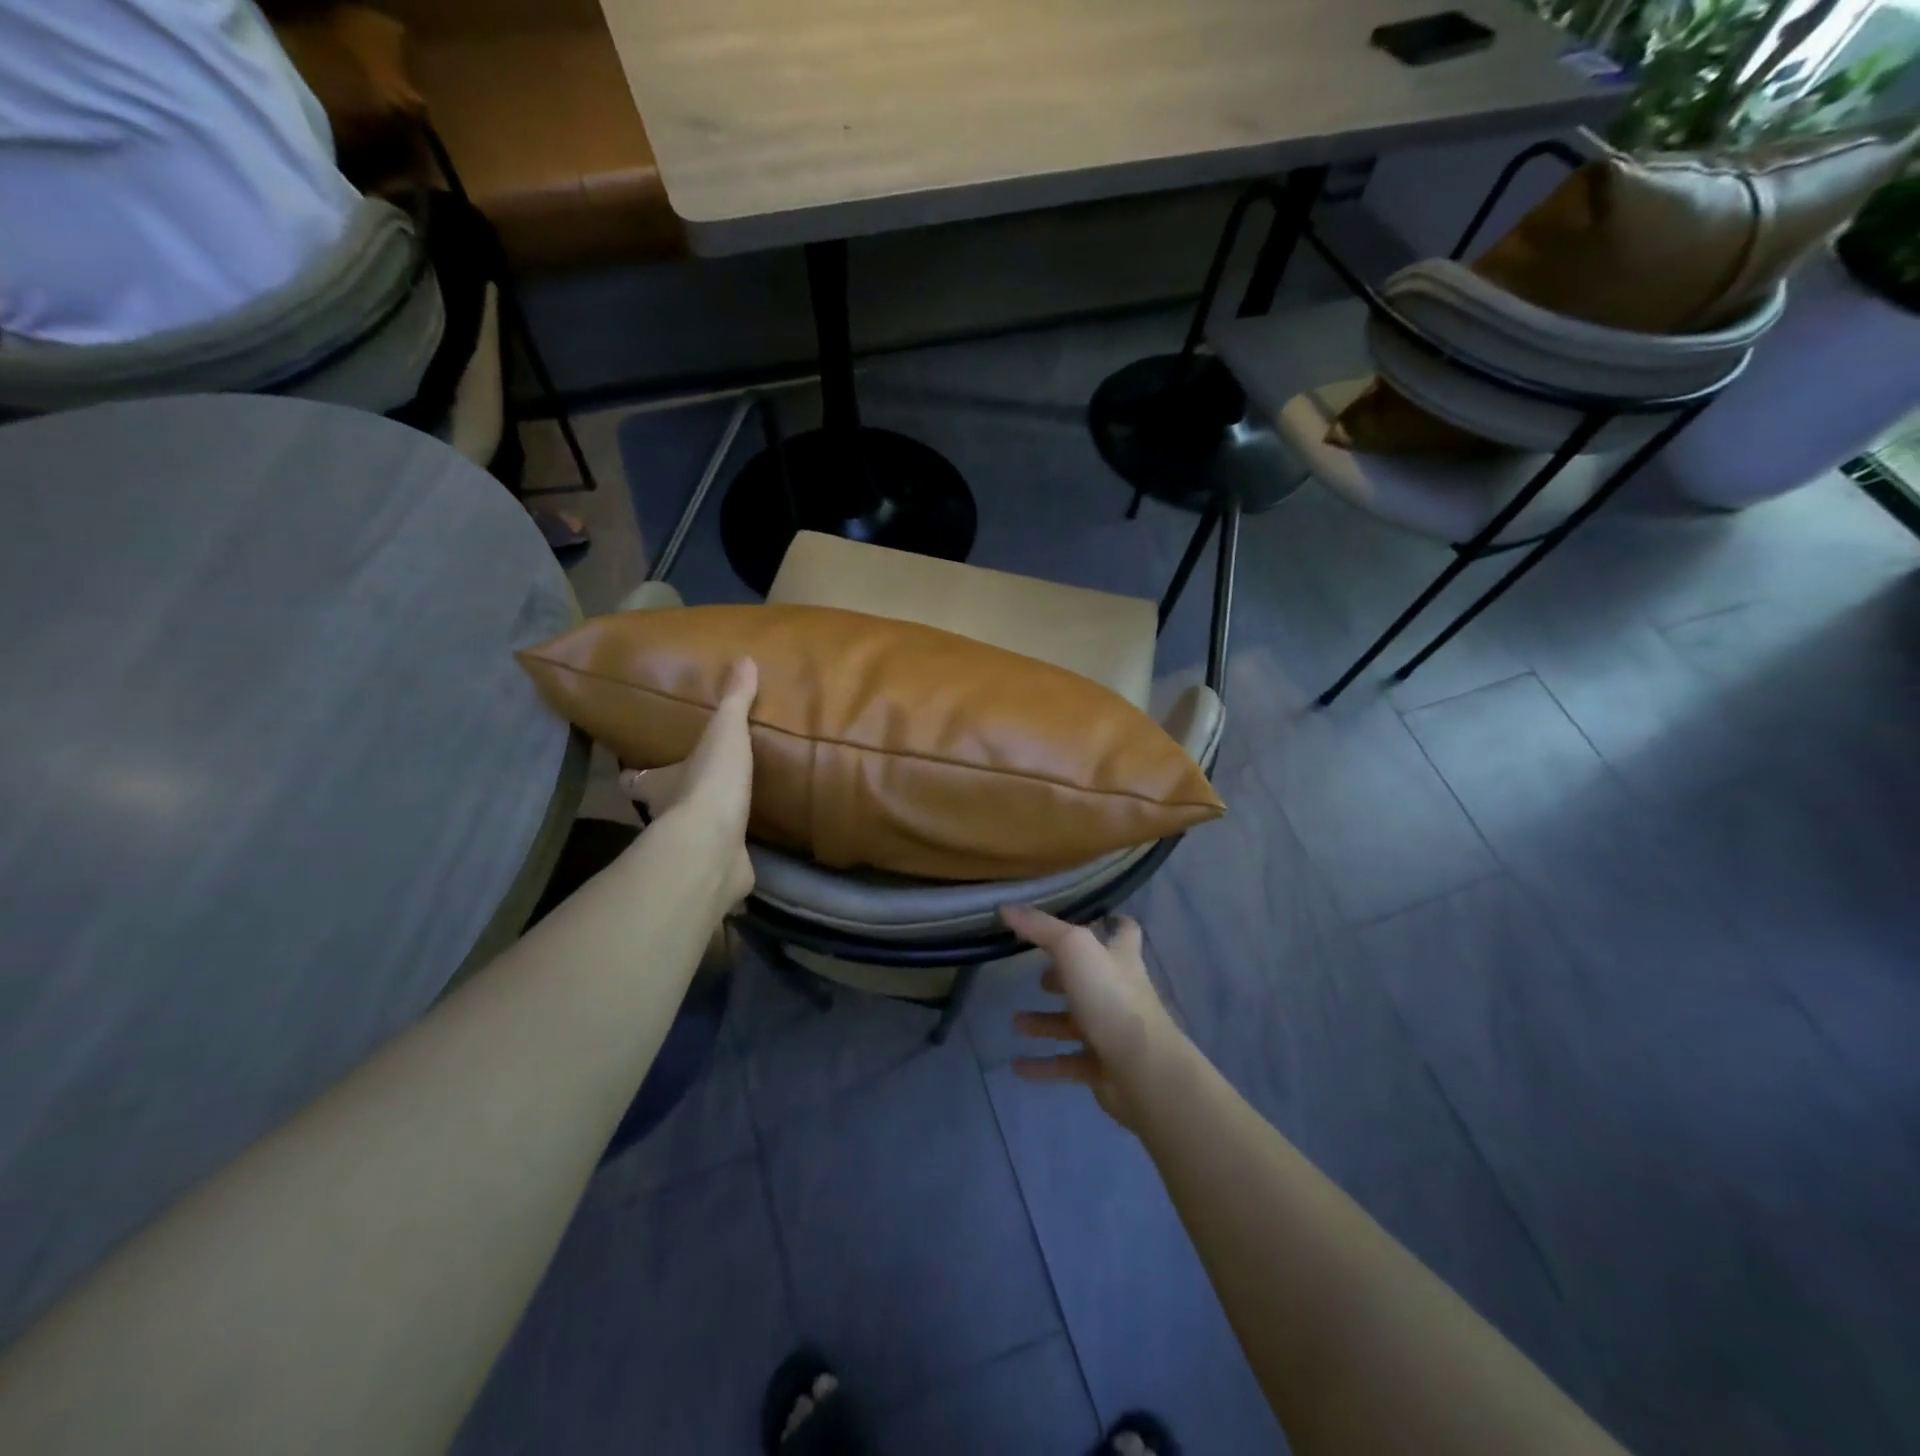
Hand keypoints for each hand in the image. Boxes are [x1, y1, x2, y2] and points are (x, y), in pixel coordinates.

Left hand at [619, 657, 757, 908]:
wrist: (714, 847)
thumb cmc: (709, 784)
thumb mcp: (724, 733)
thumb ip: (734, 700)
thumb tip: (744, 658)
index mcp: (660, 785)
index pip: (634, 780)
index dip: (633, 775)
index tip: (633, 771)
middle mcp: (668, 819)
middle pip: (662, 808)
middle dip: (674, 800)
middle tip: (694, 788)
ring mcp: (694, 849)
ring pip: (693, 837)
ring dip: (706, 828)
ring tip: (731, 814)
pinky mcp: (720, 872)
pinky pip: (725, 862)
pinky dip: (733, 858)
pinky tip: (748, 850)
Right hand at [1001, 904, 1188, 1132]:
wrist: (1142, 1070)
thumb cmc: (1111, 997)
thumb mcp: (1073, 949)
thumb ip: (1040, 927)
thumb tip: (1005, 907)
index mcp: (1119, 958)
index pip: (1123, 931)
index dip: (1110, 922)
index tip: (1089, 918)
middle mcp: (1118, 992)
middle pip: (1089, 980)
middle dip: (1061, 978)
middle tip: (1035, 977)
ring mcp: (1111, 1031)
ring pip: (1073, 1024)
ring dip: (1044, 1022)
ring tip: (1014, 1021)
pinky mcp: (1102, 1067)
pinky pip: (1066, 1063)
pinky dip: (1042, 1065)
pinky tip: (1016, 1066)